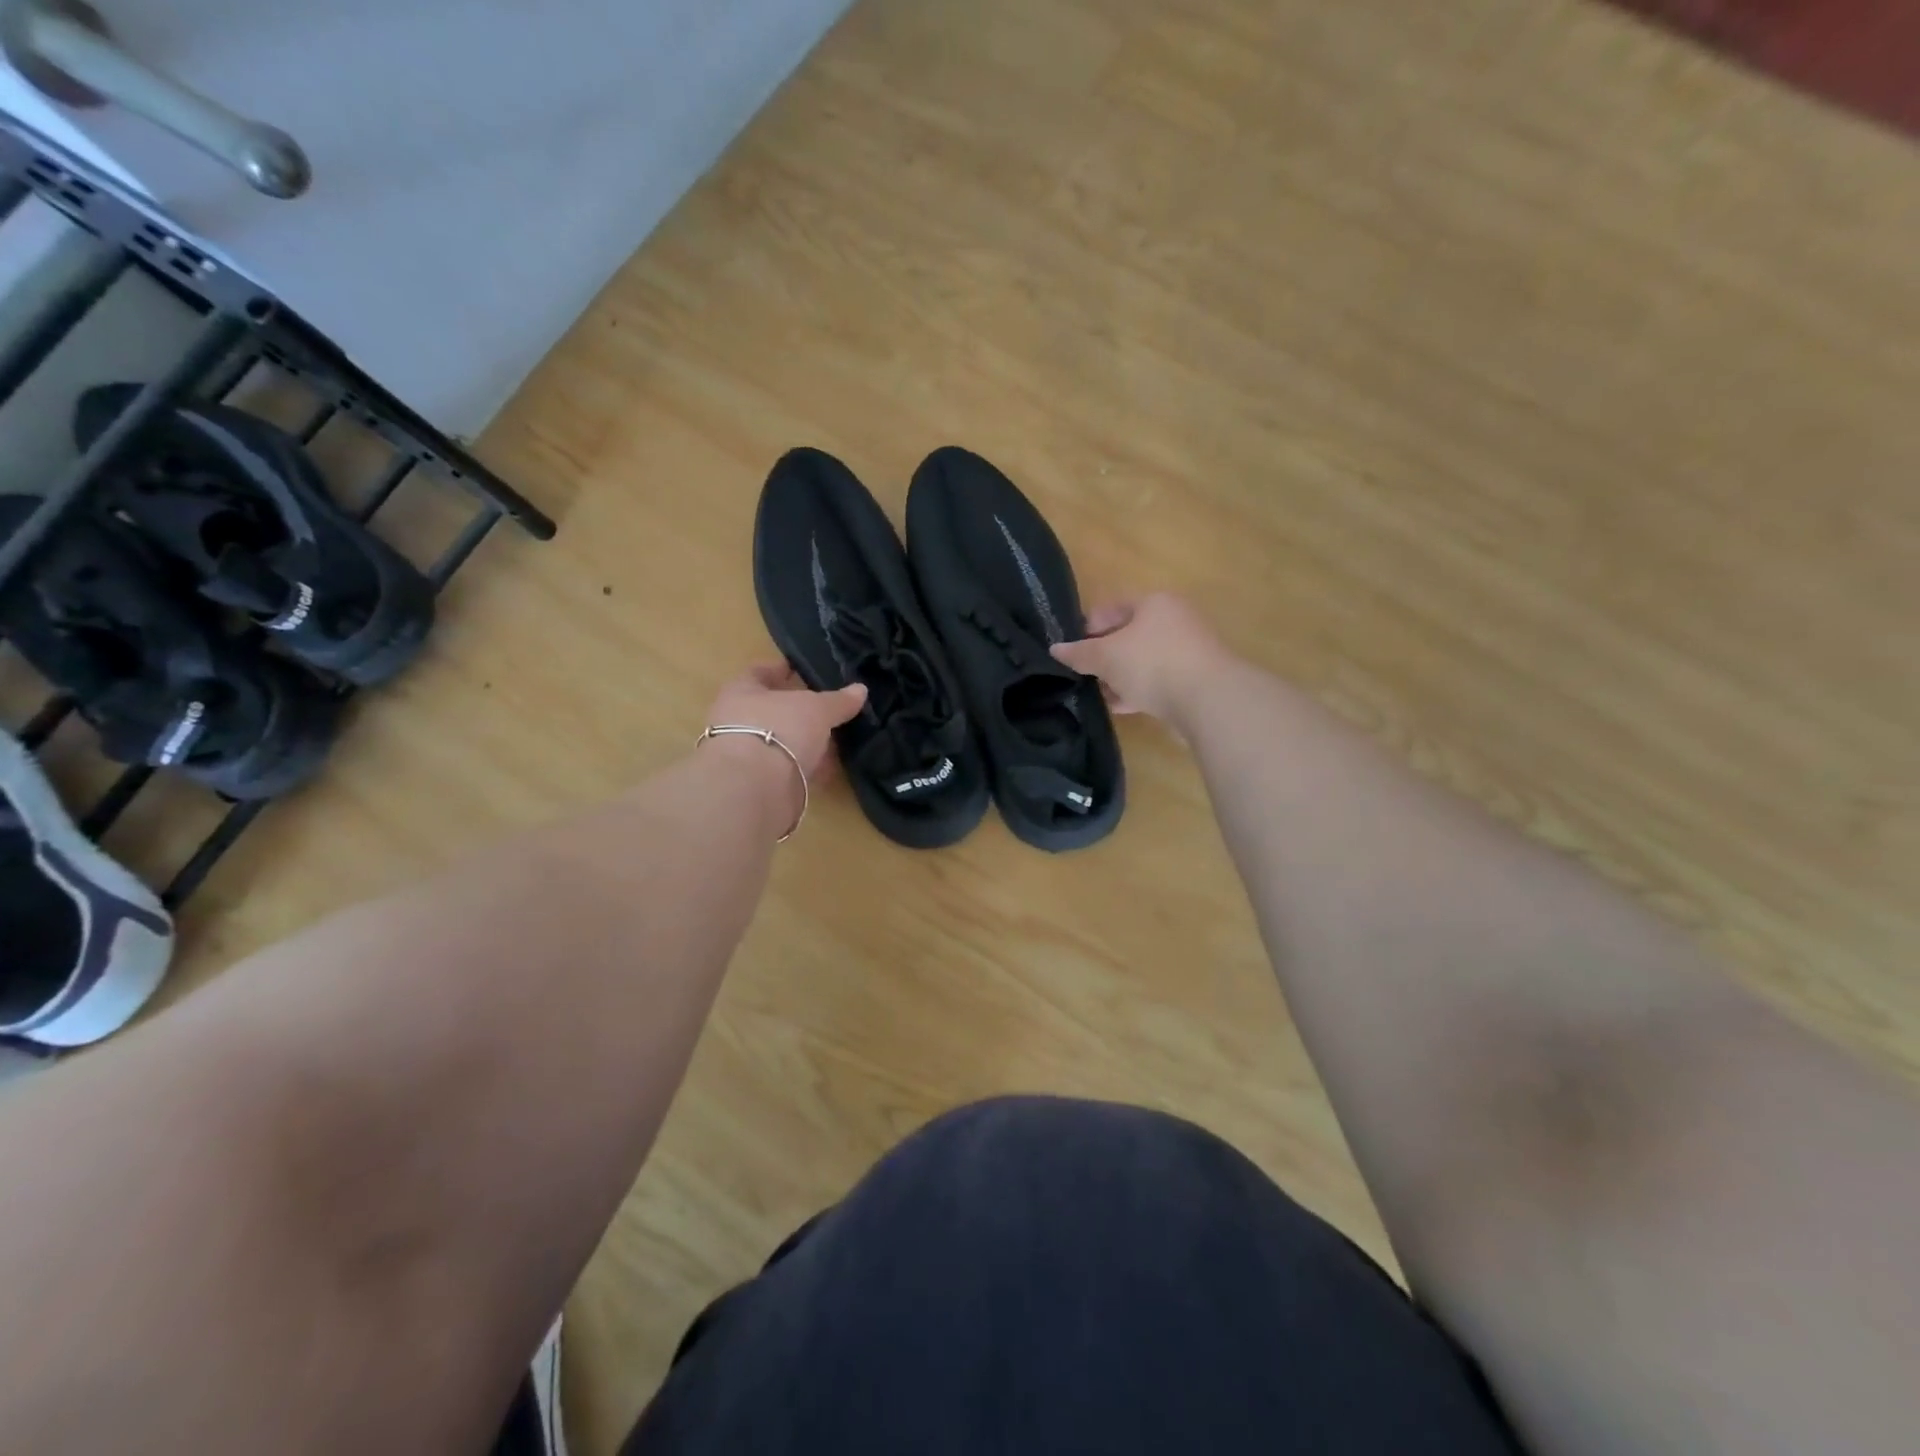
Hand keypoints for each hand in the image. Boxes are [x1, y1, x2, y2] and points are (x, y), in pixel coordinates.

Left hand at [703, 663, 866, 779]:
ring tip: (836, 739)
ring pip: (782, 741)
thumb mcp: (816, 708)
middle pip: (772, 709)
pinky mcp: (759, 784)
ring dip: (805, 742)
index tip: (802, 668)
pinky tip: (830, 768)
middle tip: (828, 707)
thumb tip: (860, 690)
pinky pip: (789, 769)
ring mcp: (747, 755)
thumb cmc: (779, 729)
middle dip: (799, 710)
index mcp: (741, 692)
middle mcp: (737, 721)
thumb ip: (838, 700)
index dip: (781, 669)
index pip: (760, 672)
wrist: (755, 788)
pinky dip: (808, 768)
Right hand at [1050, 593, 1236, 721]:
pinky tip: (1119, 706)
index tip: (1071, 650)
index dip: (1087, 627)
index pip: (1112, 608)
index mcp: (1154, 603)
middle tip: (1081, 673)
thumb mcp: (1106, 657)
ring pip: (1142, 660)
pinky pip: (1157, 681)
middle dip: (1103, 656)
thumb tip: (1056, 650)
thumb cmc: (1152, 663)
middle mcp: (1174, 620)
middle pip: (1128, 635)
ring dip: (1119, 676)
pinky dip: (1137, 690)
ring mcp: (1187, 651)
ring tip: (1096, 693)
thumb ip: (1080, 653)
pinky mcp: (1194, 680)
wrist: (1208, 699)